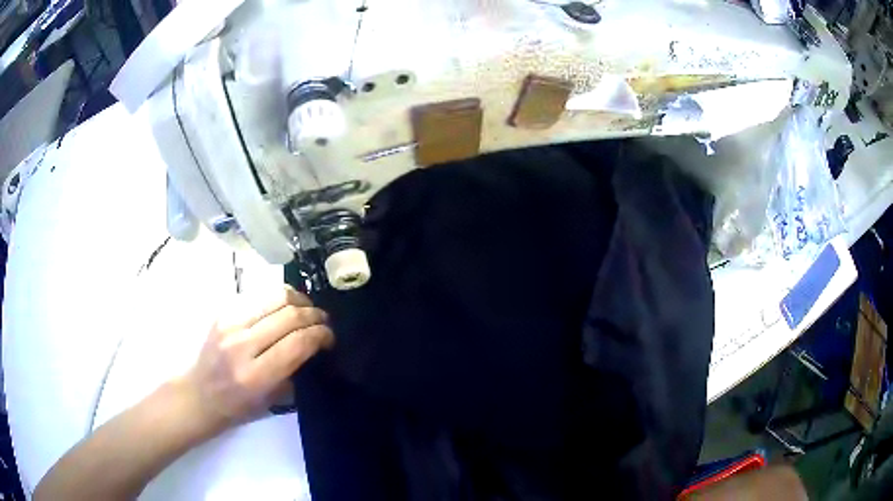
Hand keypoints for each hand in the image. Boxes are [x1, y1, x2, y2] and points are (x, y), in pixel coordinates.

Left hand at [177, 285, 333, 435]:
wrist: (200, 394)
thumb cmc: (238, 406)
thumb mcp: (273, 401)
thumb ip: (294, 371)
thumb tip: (315, 345)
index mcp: (256, 376)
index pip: (298, 343)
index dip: (321, 335)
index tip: (330, 337)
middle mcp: (242, 346)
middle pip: (289, 315)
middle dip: (314, 315)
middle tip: (323, 322)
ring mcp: (229, 324)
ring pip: (275, 296)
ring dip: (299, 300)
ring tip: (307, 309)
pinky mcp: (223, 312)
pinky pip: (259, 295)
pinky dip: (277, 298)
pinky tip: (284, 307)